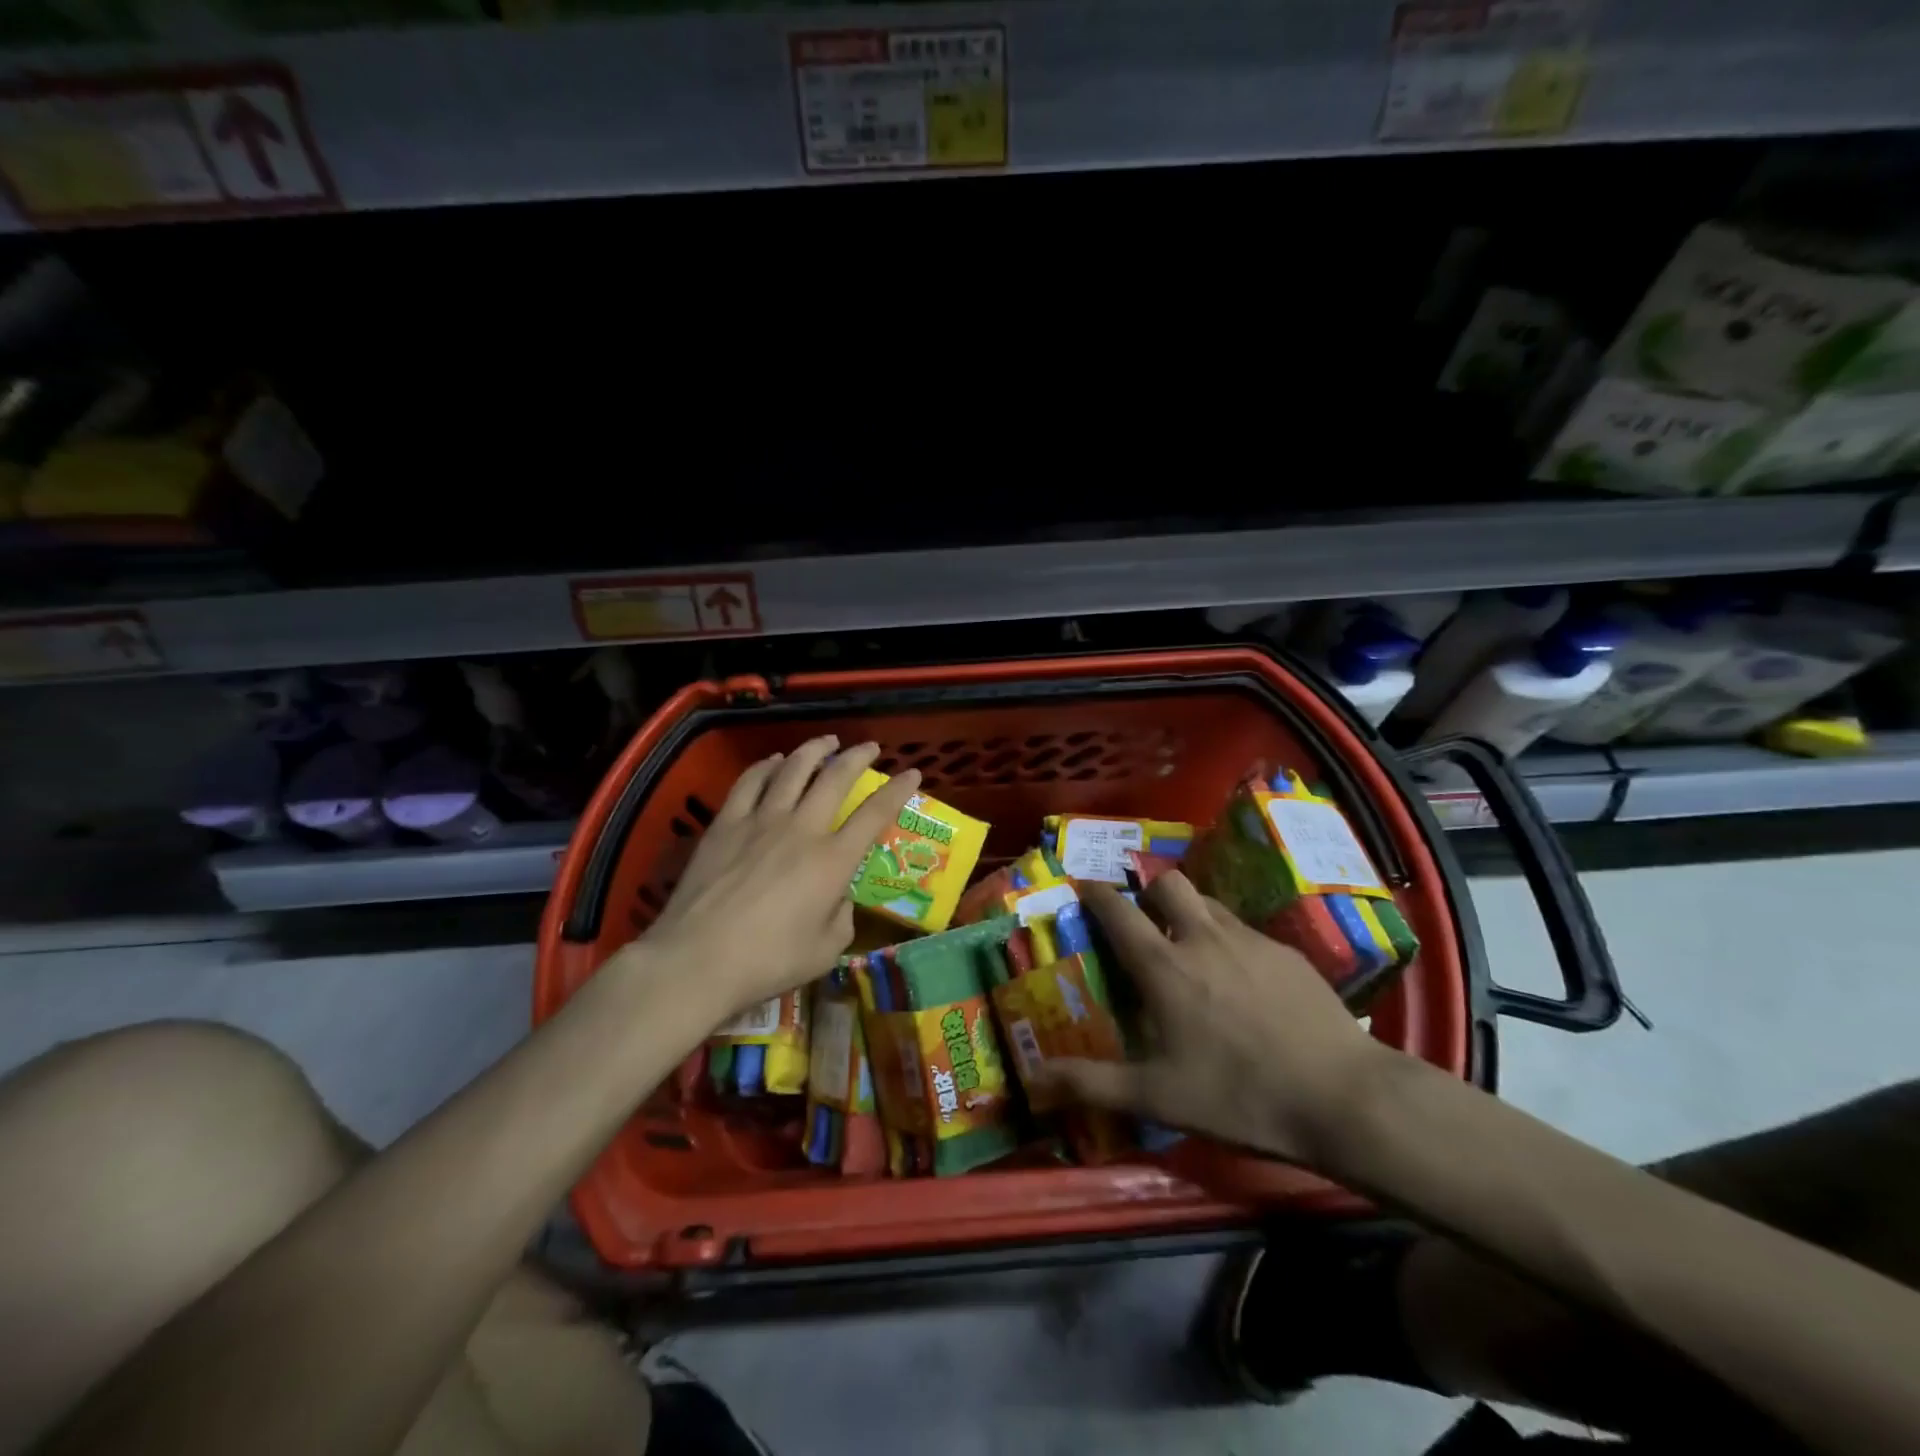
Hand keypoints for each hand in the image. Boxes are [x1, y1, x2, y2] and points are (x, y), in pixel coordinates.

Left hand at [627, 737, 919, 1021]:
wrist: (697, 960)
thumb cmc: (768, 961)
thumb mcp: (825, 951)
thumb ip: (842, 918)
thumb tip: (837, 898)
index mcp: (832, 860)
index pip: (874, 814)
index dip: (897, 790)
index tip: (912, 773)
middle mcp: (802, 829)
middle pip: (835, 778)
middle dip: (857, 757)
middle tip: (869, 746)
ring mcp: (761, 821)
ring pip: (793, 769)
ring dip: (814, 750)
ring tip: (826, 741)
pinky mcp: (726, 824)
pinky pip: (750, 782)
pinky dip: (766, 766)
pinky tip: (774, 761)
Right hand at [1035, 872, 1384, 1165]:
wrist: (1343, 1097)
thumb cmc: (1240, 1095)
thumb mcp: (1158, 1097)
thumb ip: (1092, 1083)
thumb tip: (1034, 1080)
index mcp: (1164, 966)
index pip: (1119, 912)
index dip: (1096, 894)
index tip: (1083, 885)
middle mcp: (1202, 938)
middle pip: (1168, 883)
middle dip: (1147, 889)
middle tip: (1143, 918)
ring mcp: (1250, 940)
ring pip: (1208, 902)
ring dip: (1188, 911)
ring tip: (1189, 945)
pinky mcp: (1287, 953)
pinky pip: (1244, 929)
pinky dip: (1227, 939)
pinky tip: (1240, 979)